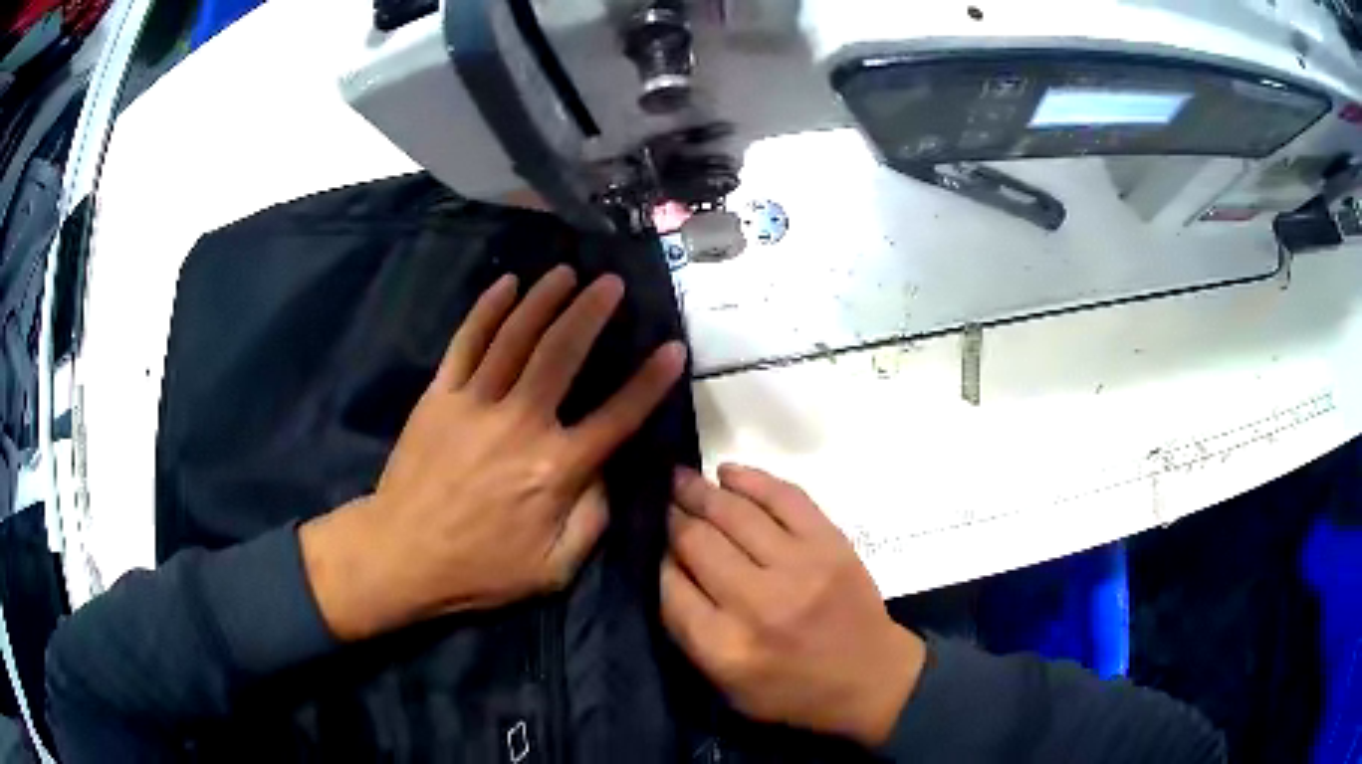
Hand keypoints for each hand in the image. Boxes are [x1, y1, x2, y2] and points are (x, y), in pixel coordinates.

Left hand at [301, 267, 686, 640]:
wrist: (402, 556)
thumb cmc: (480, 568)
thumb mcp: (553, 569)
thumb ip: (592, 521)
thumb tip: (610, 473)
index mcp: (555, 470)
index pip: (616, 416)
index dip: (650, 382)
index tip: (673, 349)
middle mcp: (520, 424)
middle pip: (562, 354)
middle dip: (592, 312)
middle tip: (612, 283)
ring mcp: (475, 404)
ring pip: (515, 337)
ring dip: (544, 299)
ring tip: (567, 273)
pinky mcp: (439, 396)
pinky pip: (466, 343)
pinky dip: (487, 310)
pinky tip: (507, 284)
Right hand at [661, 465, 925, 747]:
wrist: (869, 677)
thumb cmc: (791, 690)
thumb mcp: (726, 685)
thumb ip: (690, 632)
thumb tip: (667, 564)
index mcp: (726, 647)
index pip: (670, 585)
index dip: (656, 557)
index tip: (651, 542)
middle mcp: (759, 603)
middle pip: (697, 542)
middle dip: (672, 518)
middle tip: (660, 502)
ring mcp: (799, 567)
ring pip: (734, 513)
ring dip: (701, 491)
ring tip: (680, 479)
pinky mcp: (830, 543)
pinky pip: (784, 497)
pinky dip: (751, 479)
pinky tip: (727, 473)